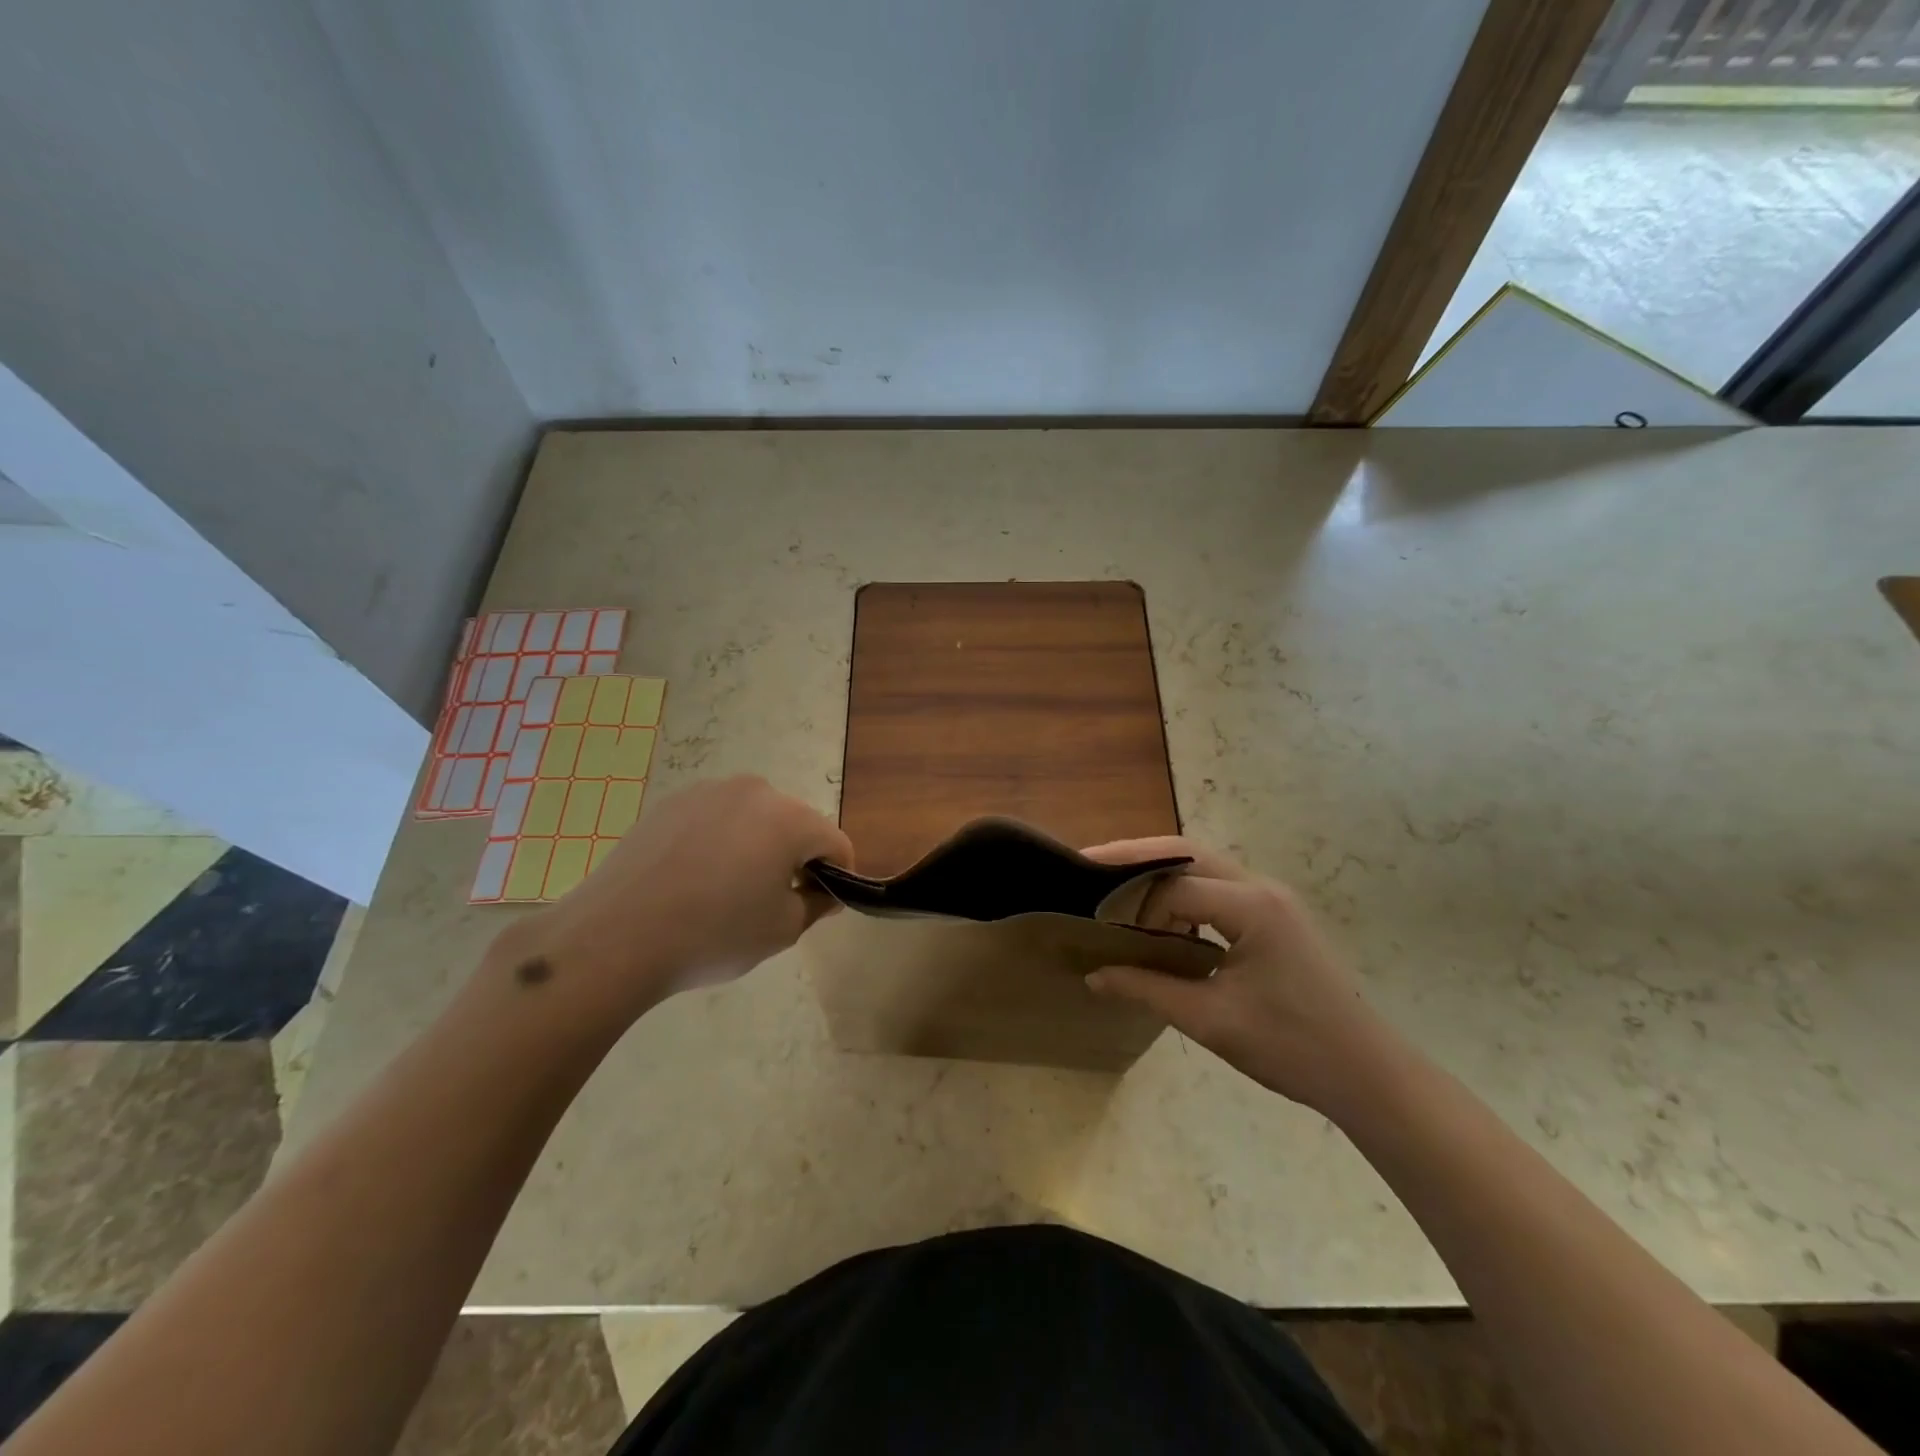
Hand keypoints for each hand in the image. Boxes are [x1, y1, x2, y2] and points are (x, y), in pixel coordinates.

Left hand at [508, 776, 852, 1022]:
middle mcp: (754, 791)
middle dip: (796, 856)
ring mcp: (708, 791)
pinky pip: (715, 818)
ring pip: (754, 818)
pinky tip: (693, 878)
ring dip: (757, 845)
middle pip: (795, 823)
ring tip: (727, 889)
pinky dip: (719, 841)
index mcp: (789, 818)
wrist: (614, 937)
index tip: (821, 903)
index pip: (835, 842)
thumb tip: (826, 892)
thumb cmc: (712, 935)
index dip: (839, 874)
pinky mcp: (671, 802)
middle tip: (773, 899)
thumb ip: (817, 904)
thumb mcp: (782, 931)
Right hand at [1080, 837, 1390, 1111]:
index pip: (1173, 886)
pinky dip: (1183, 894)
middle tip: (1090, 865)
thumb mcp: (1211, 1020)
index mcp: (1251, 906)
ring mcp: (1272, 900)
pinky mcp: (1275, 917)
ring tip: (1118, 890)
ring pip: (1202, 866)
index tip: (1099, 926)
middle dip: (1135, 856)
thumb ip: (1147, 989)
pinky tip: (1163, 919)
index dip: (1132, 904)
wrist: (1369, 1075)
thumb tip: (1094, 976)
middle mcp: (1261, 888)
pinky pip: (1218, 889)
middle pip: (1186, 853)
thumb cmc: (1292, 1047)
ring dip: (1159, 874)